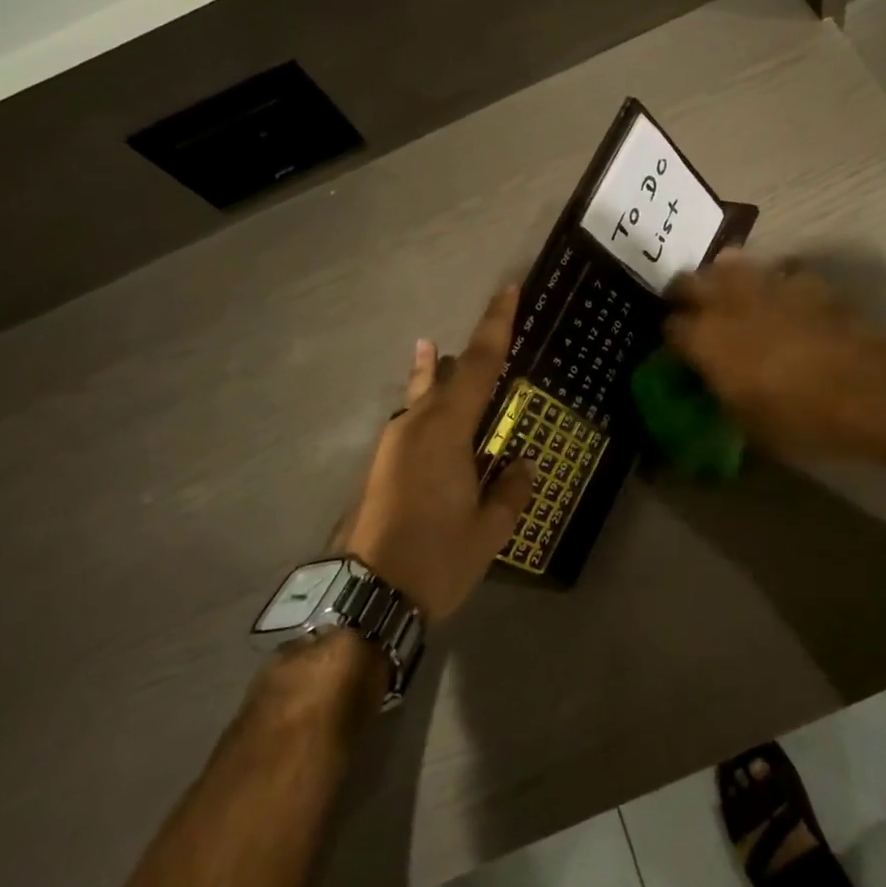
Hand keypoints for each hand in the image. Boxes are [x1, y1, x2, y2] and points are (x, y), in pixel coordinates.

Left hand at [342, 288, 534, 623]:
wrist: (364, 597)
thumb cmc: (435, 558)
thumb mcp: (489, 529)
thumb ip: (510, 491)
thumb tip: (521, 464)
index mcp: (446, 430)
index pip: (481, 365)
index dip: (497, 325)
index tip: (508, 289)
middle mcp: (416, 425)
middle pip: (450, 373)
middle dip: (473, 351)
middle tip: (496, 328)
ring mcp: (394, 444)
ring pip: (424, 395)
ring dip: (442, 376)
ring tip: (441, 352)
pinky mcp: (383, 464)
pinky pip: (413, 419)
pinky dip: (426, 404)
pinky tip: (429, 410)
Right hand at [664, 252, 885, 461]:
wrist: (872, 389)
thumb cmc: (802, 417)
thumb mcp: (748, 424)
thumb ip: (721, 395)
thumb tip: (713, 386)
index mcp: (705, 338)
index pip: (669, 327)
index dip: (671, 339)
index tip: (679, 352)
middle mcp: (727, 301)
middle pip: (688, 281)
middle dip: (685, 295)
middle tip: (694, 315)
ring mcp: (766, 283)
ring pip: (728, 263)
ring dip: (723, 279)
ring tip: (732, 300)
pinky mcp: (804, 279)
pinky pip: (775, 271)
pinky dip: (770, 282)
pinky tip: (782, 302)